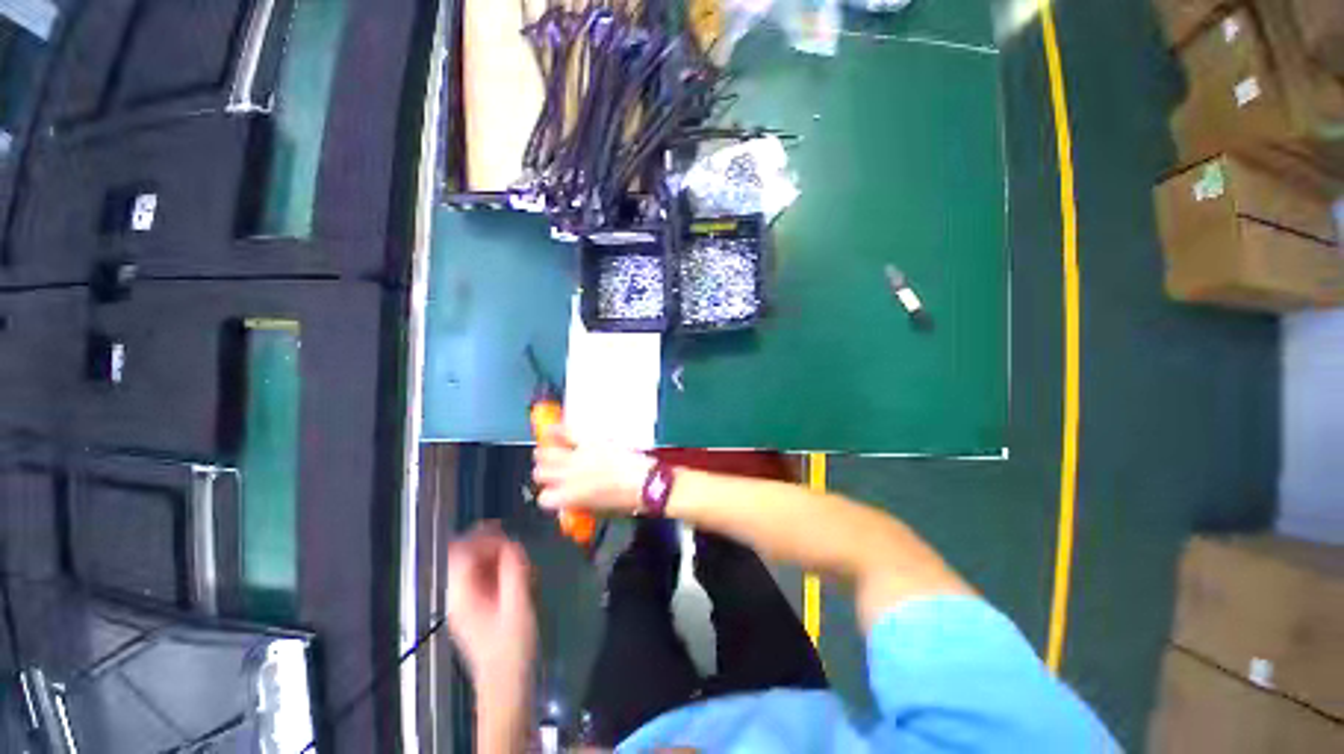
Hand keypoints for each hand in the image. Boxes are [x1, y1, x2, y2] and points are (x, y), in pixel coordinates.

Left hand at [445, 524, 536, 689]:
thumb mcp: (518, 605)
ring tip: (517, 559)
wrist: (506, 684)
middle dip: (488, 544)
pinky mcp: (475, 607)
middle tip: (514, 544)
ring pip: (472, 565)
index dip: (481, 537)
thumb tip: (513, 543)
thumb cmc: (512, 647)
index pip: (460, 553)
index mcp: (461, 595)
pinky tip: (514, 573)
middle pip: (463, 556)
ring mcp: (464, 603)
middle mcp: (457, 596)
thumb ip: (514, 570)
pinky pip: (481, 576)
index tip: (505, 532)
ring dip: (494, 555)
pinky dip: (496, 568)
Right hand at [532, 425, 653, 513]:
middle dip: (546, 472)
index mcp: (569, 499)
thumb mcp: (597, 510)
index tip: (555, 491)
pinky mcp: (589, 441)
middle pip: (540, 473)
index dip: (550, 494)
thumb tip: (569, 504)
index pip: (544, 498)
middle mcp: (567, 477)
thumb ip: (578, 506)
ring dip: (547, 453)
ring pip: (546, 453)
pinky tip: (552, 429)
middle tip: (554, 470)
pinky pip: (566, 432)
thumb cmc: (624, 500)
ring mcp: (577, 457)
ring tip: (553, 450)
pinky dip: (557, 430)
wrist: (645, 482)